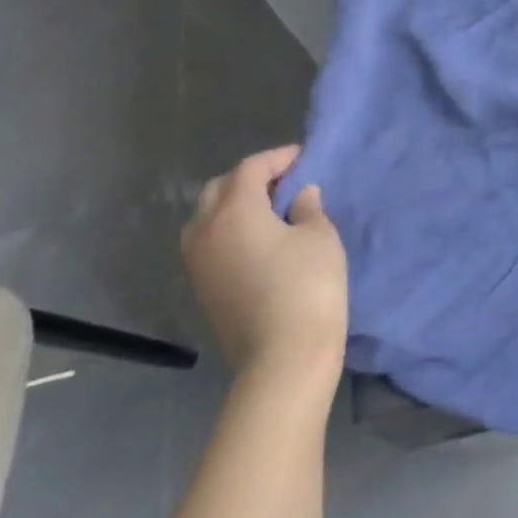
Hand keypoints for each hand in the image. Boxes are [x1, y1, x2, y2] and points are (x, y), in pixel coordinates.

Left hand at [181, 146, 346, 392]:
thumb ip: (308, 208)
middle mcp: (205, 232)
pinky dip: (228, 230)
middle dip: (250, 178)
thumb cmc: (307, 286)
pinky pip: (208, 243)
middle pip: (219, 189)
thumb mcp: (319, 237)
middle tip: (284, 181)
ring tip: (269, 209)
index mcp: (234, 211)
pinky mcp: (202, 290)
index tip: (303, 158)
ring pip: (206, 218)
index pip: (251, 169)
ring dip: (233, 205)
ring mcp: (198, 265)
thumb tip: (300, 196)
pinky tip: (258, 239)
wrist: (283, 359)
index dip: (278, 158)